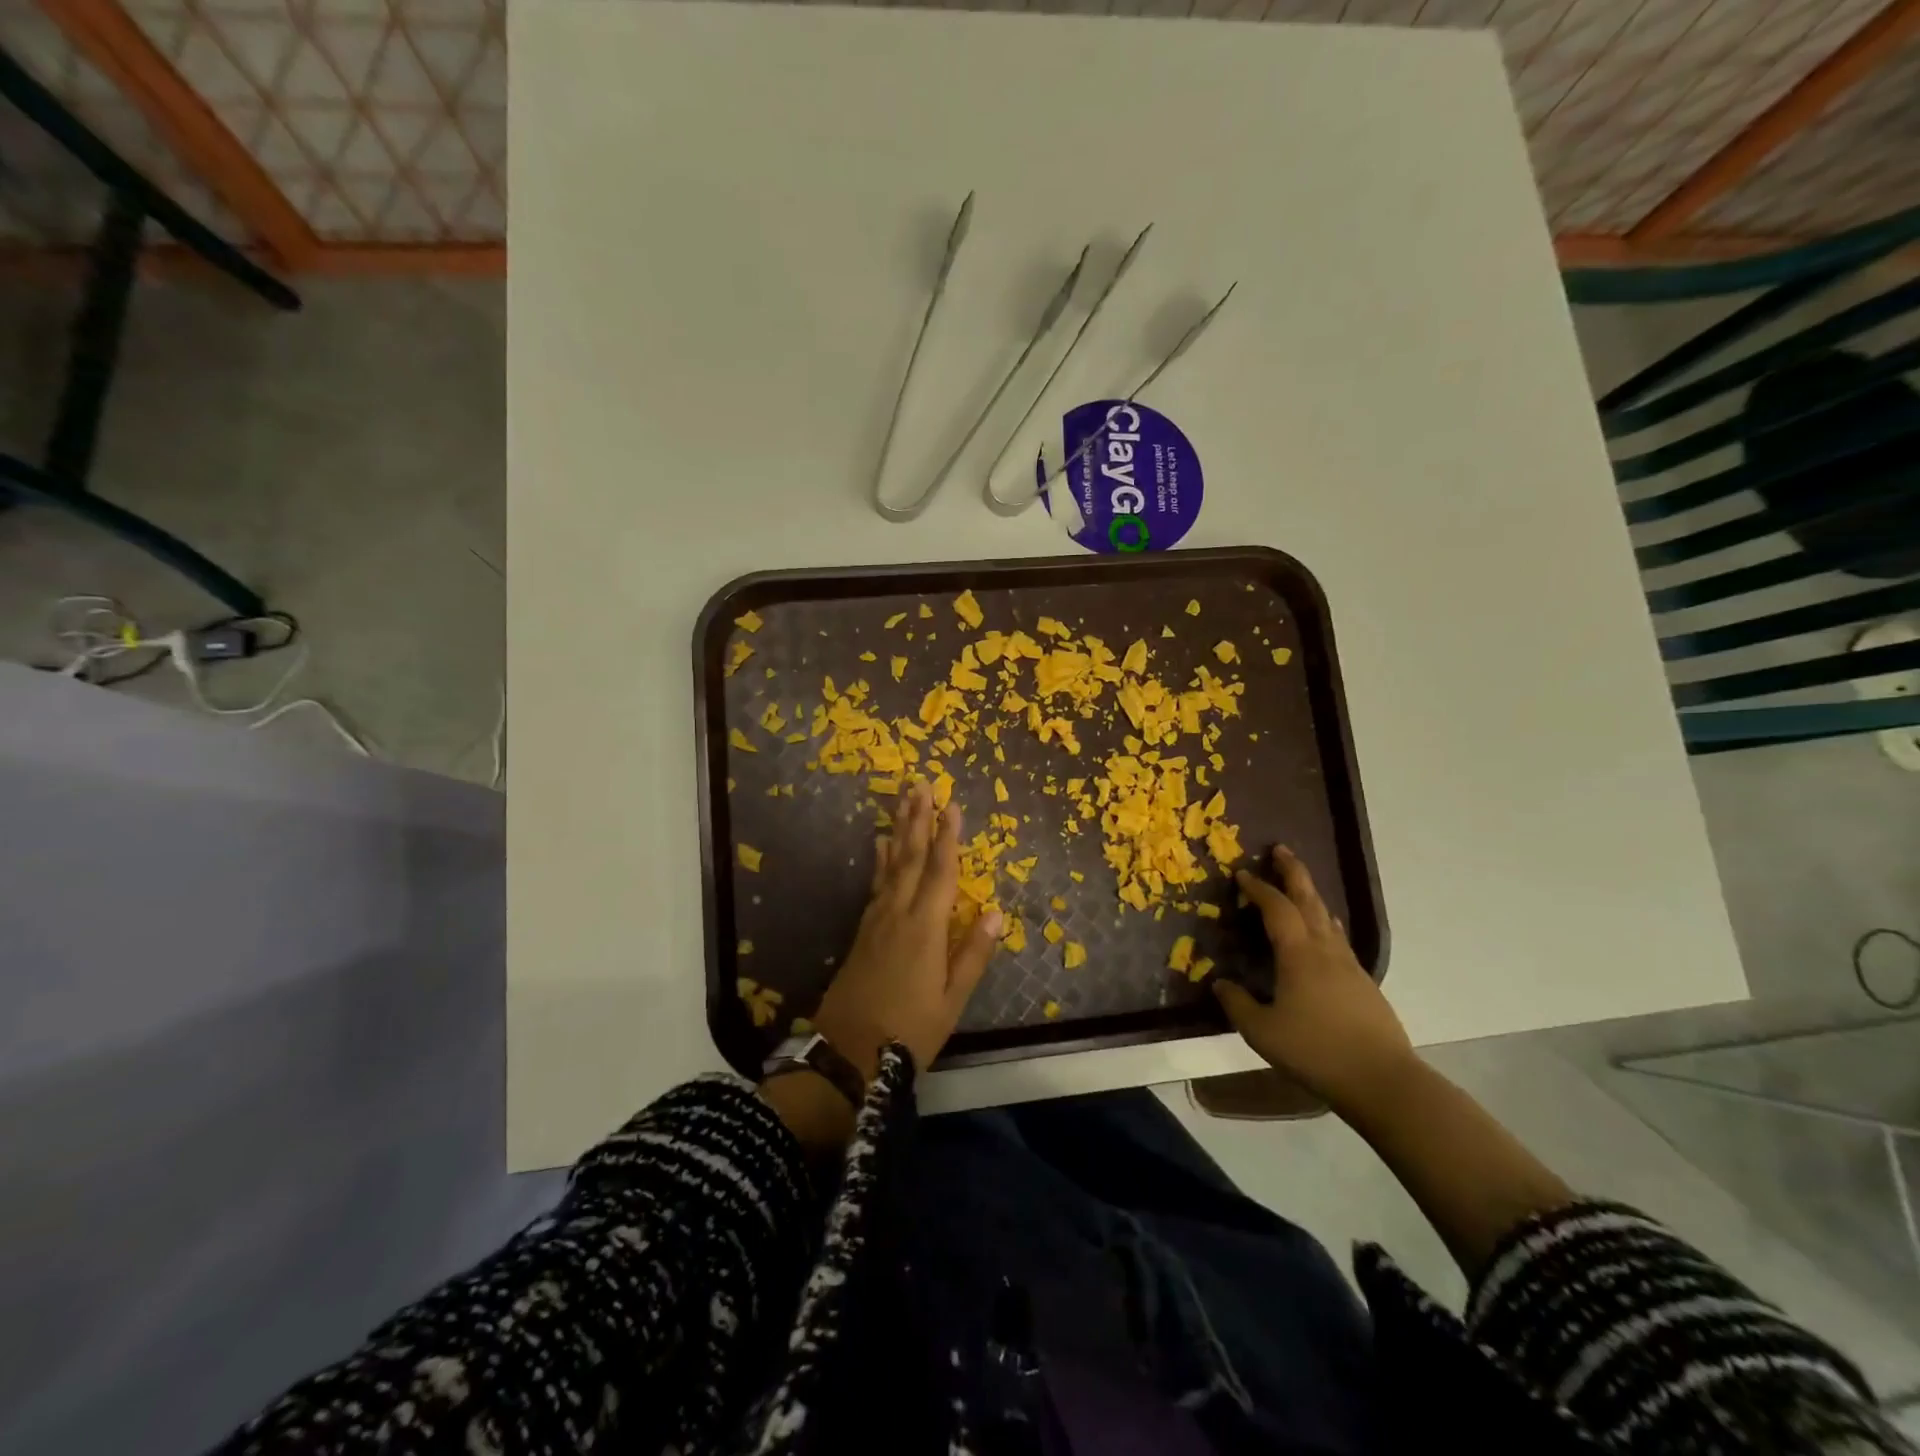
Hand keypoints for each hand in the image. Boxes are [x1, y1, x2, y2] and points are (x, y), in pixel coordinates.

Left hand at [811, 782, 1002, 1077]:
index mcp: (925, 928)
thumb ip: (972, 954)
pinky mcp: (863, 930)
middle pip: (910, 857)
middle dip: (918, 819)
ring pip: (891, 864)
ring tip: (903, 800)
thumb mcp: (951, 1001)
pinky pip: (876, 884)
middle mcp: (898, 914)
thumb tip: (995, 912)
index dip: (948, 837)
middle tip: (921, 784)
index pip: (940, 872)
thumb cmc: (908, 1031)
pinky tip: (881, 845)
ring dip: (899, 830)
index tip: (953, 805)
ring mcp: (876, 920)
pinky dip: (880, 860)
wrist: (847, 1053)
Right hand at [1213, 846, 1414, 1113]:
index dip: (1258, 887)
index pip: (1276, 908)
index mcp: (1298, 954)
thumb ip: (1237, 1004)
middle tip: (1281, 850)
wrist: (1382, 1080)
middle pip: (1309, 899)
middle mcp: (1325, 950)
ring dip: (1310, 895)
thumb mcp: (1262, 1031)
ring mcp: (1349, 965)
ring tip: (1299, 887)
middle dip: (1293, 872)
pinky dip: (1324, 923)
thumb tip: (1220, 983)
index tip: (1241, 873)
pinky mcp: (1363, 983)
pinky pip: (1338, 938)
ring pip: (1327, 918)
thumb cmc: (1316, 1051)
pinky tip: (1324, 934)